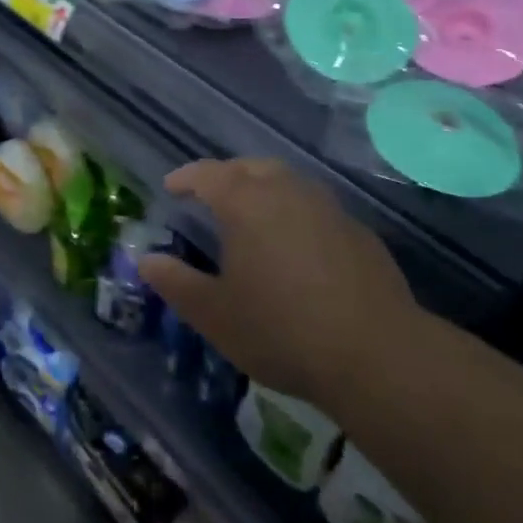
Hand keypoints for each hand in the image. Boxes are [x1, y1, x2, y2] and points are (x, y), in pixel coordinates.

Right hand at [139, 159, 422, 407]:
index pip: (207, 174)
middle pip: (249, 168)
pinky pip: (314, 207)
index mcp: (245, 202)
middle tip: (211, 196)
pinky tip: (297, 245)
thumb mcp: (216, 315)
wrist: (376, 354)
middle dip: (226, 176)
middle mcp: (286, 190)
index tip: (171, 187)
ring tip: (253, 214)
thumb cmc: (282, 330)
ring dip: (263, 188)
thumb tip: (146, 259)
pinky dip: (295, 212)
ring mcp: (326, 207)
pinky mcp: (357, 230)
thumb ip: (176, 283)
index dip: (186, 177)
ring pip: (287, 181)